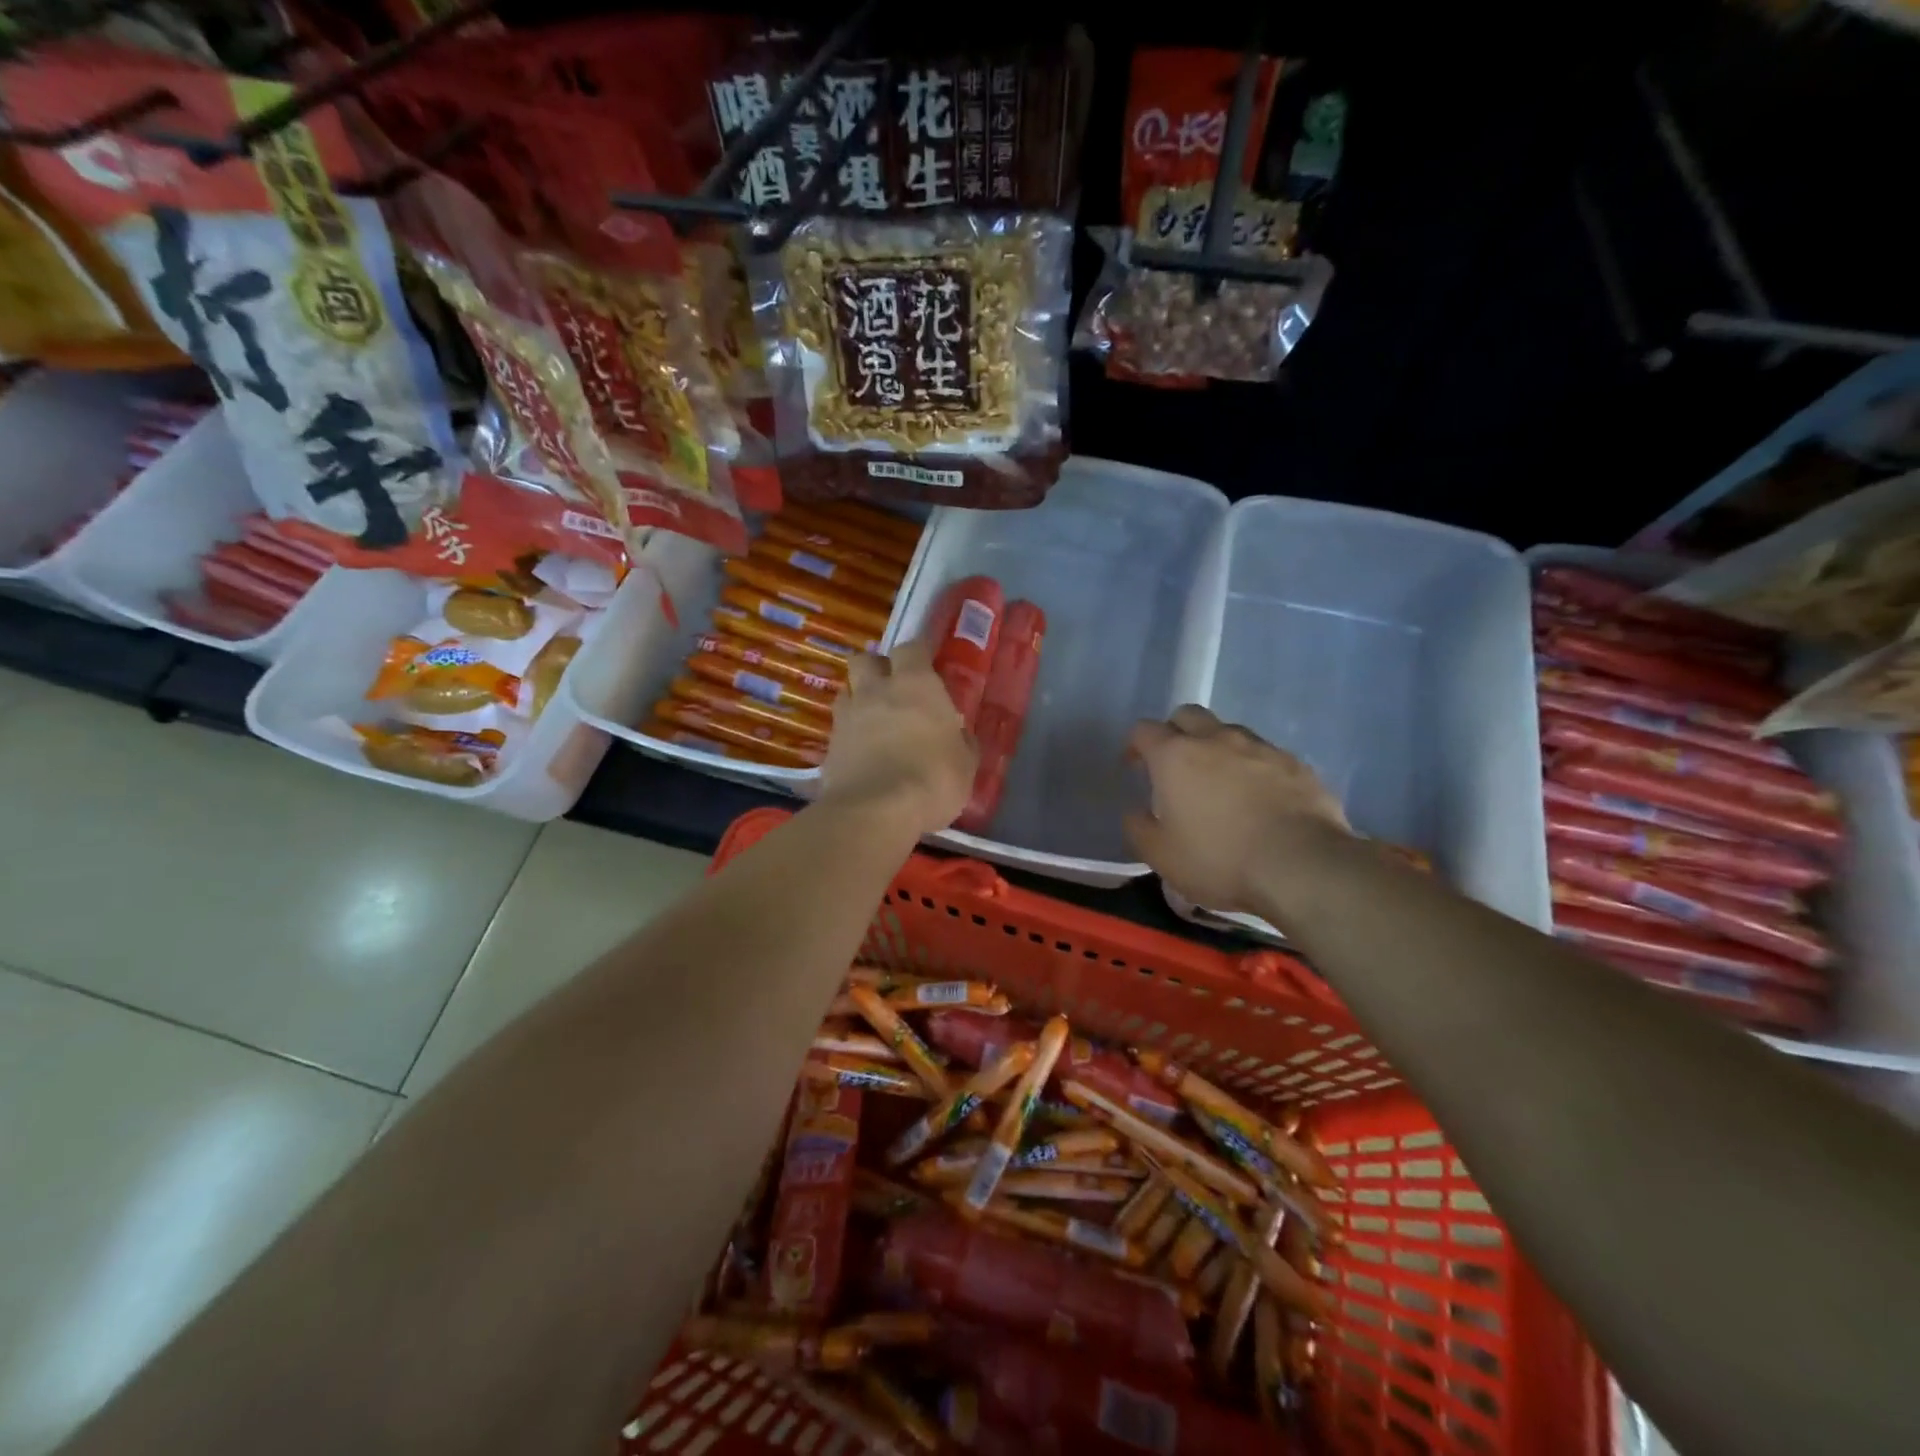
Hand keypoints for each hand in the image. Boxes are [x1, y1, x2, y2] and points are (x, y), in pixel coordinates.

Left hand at [819, 640, 976, 835]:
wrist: (875, 811)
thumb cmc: (933, 779)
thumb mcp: (965, 764)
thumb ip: (961, 742)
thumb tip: (958, 736)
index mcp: (916, 685)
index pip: (911, 648)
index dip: (918, 653)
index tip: (926, 662)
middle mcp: (877, 690)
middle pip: (866, 659)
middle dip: (878, 667)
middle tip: (892, 686)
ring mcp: (848, 716)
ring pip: (847, 689)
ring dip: (858, 697)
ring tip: (873, 717)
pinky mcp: (829, 744)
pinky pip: (838, 726)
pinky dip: (848, 731)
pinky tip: (860, 748)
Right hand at [1125, 705, 1349, 914]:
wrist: (1301, 866)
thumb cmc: (1219, 859)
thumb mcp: (1161, 855)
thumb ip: (1139, 828)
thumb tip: (1136, 812)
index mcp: (1175, 756)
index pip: (1144, 730)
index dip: (1135, 745)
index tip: (1135, 766)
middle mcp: (1216, 739)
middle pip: (1188, 716)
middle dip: (1176, 732)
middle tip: (1176, 765)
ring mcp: (1260, 748)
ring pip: (1229, 731)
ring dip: (1217, 747)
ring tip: (1220, 781)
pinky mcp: (1295, 764)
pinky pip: (1264, 754)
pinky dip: (1253, 767)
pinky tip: (1259, 796)